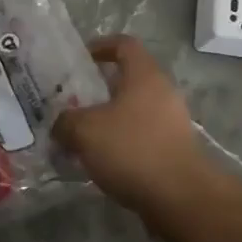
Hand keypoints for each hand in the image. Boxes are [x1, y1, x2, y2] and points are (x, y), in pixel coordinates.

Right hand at [53, 36, 207, 214]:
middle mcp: (163, 91)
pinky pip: (143, 135)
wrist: (181, 197)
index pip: (124, 44)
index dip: (101, 45)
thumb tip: (61, 124)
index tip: (80, 58)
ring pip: (135, 110)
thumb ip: (66, 122)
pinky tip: (103, 161)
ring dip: (110, 119)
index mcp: (144, 75)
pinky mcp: (175, 149)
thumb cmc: (132, 149)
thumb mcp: (85, 131)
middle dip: (100, 88)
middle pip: (129, 78)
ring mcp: (173, 121)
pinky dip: (123, 142)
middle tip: (74, 102)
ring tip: (84, 136)